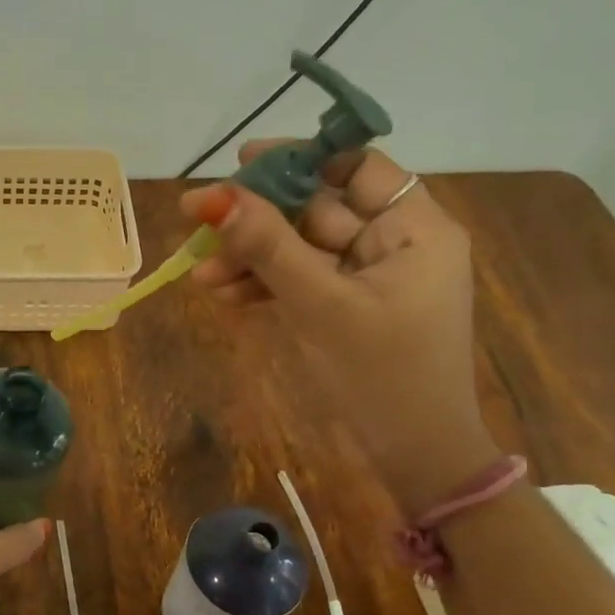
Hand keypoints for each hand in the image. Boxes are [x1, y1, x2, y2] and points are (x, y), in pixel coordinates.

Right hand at [180, 144, 498, 514]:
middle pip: (318, 210)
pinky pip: (301, 281)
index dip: (301, 159)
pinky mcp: (347, 308)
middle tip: (199, 225)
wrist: (414, 455)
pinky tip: (223, 296)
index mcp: (415, 228)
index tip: (243, 161)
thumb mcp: (321, 305)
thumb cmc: (382, 374)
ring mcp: (369, 278)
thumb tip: (211, 196)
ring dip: (252, 259)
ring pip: (301, 249)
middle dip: (258, 223)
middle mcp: (395, 243)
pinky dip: (265, 286)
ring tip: (200, 277)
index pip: (358, 167)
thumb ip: (268, 247)